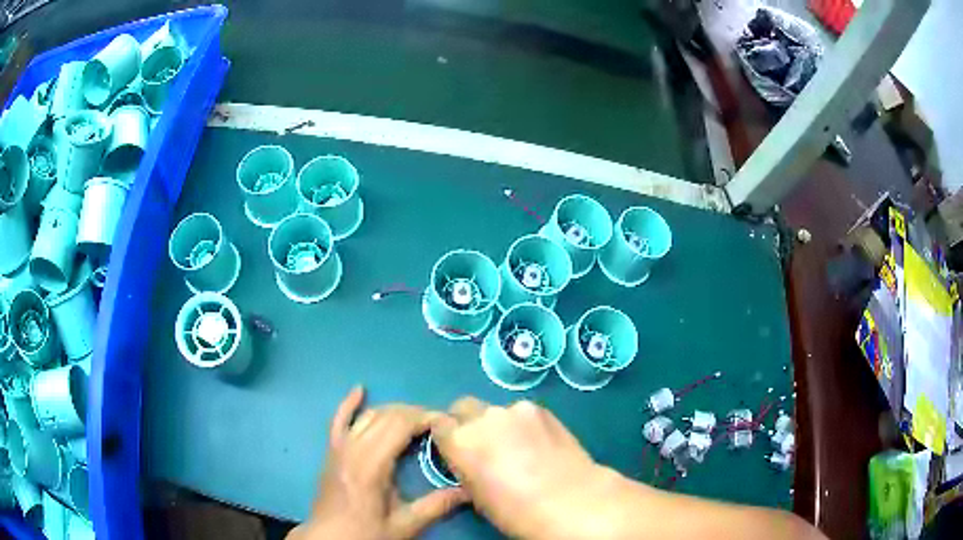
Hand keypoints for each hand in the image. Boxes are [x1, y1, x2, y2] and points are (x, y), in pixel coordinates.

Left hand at [288, 387, 467, 539]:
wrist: (329, 539)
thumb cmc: (366, 533)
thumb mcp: (404, 525)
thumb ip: (435, 506)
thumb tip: (469, 490)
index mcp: (371, 466)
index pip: (400, 426)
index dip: (426, 418)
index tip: (449, 424)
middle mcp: (353, 449)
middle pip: (387, 416)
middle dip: (415, 413)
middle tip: (440, 424)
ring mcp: (339, 448)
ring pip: (368, 416)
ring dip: (394, 411)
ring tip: (417, 418)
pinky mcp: (332, 451)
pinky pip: (339, 420)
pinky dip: (349, 403)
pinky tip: (359, 389)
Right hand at [431, 398, 613, 539]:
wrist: (568, 500)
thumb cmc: (515, 510)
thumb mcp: (475, 495)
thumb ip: (465, 467)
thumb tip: (469, 460)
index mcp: (459, 441)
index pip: (437, 423)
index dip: (444, 434)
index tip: (453, 446)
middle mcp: (482, 417)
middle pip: (462, 406)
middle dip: (466, 421)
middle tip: (483, 443)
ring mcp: (514, 409)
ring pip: (495, 410)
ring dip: (498, 424)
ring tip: (519, 446)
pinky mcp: (541, 408)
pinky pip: (522, 413)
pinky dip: (523, 424)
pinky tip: (539, 443)